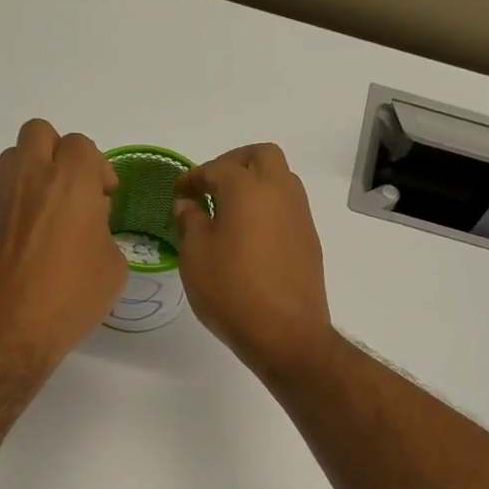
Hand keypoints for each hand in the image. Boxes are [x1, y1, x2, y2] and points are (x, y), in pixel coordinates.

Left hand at [0, 120, 124, 367]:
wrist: (11, 330)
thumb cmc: (72, 297)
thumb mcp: (113, 267)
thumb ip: (104, 232)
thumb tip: (88, 225)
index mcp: (70, 183)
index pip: (81, 145)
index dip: (98, 168)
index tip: (106, 197)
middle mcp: (32, 179)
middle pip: (39, 133)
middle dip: (60, 152)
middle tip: (75, 188)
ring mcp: (3, 200)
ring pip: (14, 156)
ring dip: (35, 170)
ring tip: (54, 208)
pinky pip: (5, 193)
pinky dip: (21, 202)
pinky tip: (36, 238)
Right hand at [174, 143, 333, 380]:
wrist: (285, 332)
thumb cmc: (231, 290)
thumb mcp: (195, 255)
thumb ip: (190, 222)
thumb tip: (188, 204)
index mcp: (248, 189)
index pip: (217, 168)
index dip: (194, 177)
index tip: (179, 191)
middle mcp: (280, 192)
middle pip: (261, 156)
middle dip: (234, 162)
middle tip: (212, 185)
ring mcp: (300, 215)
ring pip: (281, 179)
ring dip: (255, 183)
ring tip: (229, 210)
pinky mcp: (309, 239)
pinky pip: (288, 207)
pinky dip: (268, 207)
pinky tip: (249, 234)